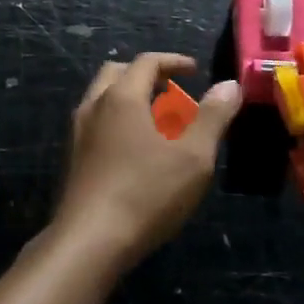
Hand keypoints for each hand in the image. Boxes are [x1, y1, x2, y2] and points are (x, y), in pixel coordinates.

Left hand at [55, 53, 239, 268]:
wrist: (89, 242)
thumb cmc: (146, 193)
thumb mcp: (193, 156)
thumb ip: (213, 116)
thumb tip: (230, 84)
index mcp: (122, 97)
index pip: (146, 62)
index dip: (173, 61)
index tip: (194, 71)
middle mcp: (94, 106)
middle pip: (117, 73)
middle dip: (147, 76)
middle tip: (173, 93)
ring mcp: (78, 133)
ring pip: (103, 99)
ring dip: (130, 99)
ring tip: (158, 122)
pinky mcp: (73, 159)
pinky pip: (96, 123)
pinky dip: (118, 121)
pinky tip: (137, 151)